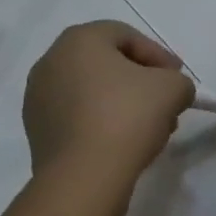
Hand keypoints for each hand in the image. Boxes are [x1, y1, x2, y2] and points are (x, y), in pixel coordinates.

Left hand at [23, 21, 195, 197]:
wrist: (82, 179)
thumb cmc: (126, 117)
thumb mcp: (172, 88)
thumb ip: (178, 81)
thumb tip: (172, 91)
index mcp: (79, 39)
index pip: (127, 37)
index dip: (159, 56)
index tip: (178, 80)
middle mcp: (52, 60)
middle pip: (108, 64)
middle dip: (141, 82)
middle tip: (166, 104)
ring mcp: (38, 97)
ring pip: (92, 92)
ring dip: (123, 104)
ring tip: (149, 129)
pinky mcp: (36, 131)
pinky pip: (77, 116)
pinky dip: (101, 122)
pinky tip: (122, 144)